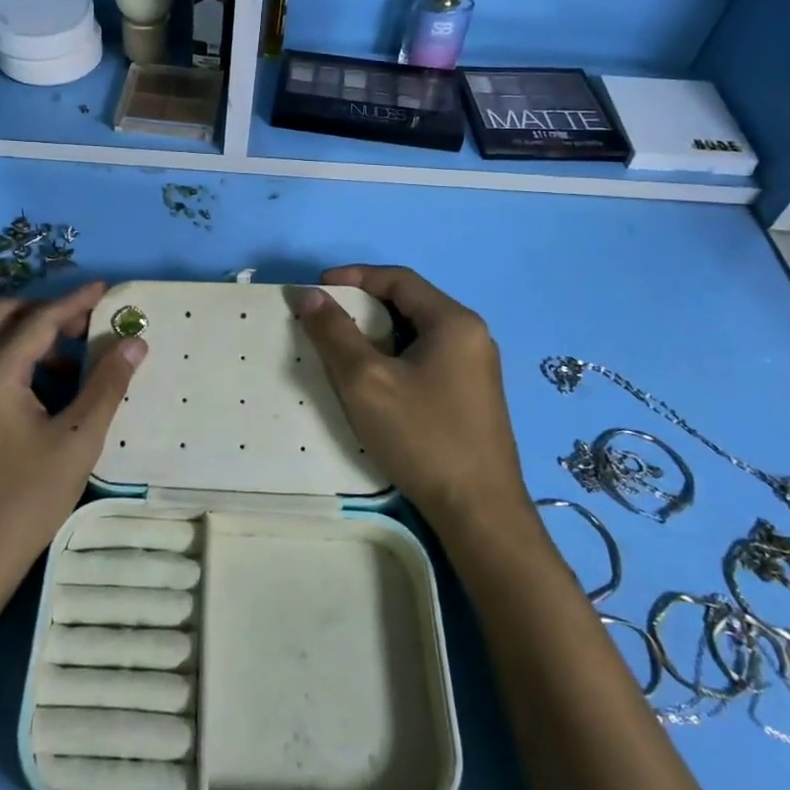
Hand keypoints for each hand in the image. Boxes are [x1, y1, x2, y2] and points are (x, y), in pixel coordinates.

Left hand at [0, 281, 145, 599]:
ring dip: (30, 337)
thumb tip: (134, 342)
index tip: (107, 290)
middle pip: (4, 315)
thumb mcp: (77, 441)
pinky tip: (44, 395)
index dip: (76, 301)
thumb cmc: (23, 502)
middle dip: (47, 312)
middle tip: (86, 326)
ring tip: (72, 368)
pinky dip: (13, 360)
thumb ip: (107, 385)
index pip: (39, 319)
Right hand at [292, 265, 529, 541]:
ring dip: (378, 335)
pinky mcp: (472, 396)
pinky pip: (427, 359)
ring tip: (343, 352)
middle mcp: (471, 335)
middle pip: (409, 304)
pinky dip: (395, 358)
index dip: (355, 277)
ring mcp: (476, 368)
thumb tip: (309, 294)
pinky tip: (375, 384)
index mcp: (453, 322)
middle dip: (363, 307)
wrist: (479, 513)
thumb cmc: (423, 437)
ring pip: (417, 334)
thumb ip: (335, 333)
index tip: (318, 289)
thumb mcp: (366, 381)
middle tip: (326, 322)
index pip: (398, 279)